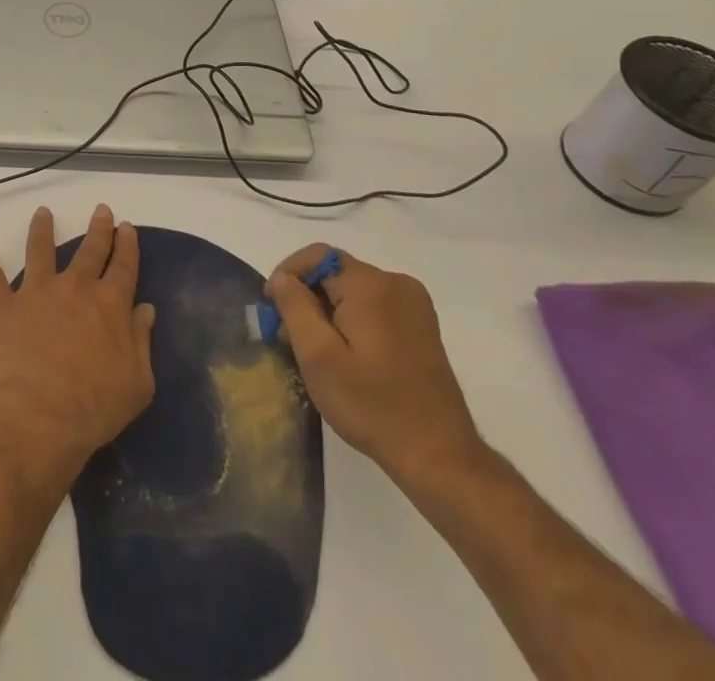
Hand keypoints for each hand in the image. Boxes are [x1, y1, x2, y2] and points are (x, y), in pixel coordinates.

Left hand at [0, 206, 155, 486]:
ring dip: (42, 229)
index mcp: (110, 305)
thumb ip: (142, 342)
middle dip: (98, 228)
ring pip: (40, 250)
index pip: (124, 266)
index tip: (126, 227)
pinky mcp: (3, 307)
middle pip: (90, 250)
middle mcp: (75, 288)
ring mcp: (36, 293)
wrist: (37, 419)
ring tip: (43, 213)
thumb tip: (145, 309)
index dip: (127, 245)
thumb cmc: (93, 409)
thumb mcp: (137, 384)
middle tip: (101, 210)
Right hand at [267, 244, 483, 484]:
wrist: (439, 456)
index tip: (274, 311)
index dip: (288, 276)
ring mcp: (414, 304)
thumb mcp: (318, 356)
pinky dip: (353, 319)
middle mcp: (396, 283)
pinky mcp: (423, 326)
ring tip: (318, 351)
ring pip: (354, 290)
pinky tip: (349, 355)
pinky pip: (375, 305)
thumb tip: (282, 277)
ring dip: (329, 310)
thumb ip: (294, 306)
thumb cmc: (372, 405)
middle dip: (308, 297)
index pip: (317, 256)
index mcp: (370, 285)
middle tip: (292, 338)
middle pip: (336, 272)